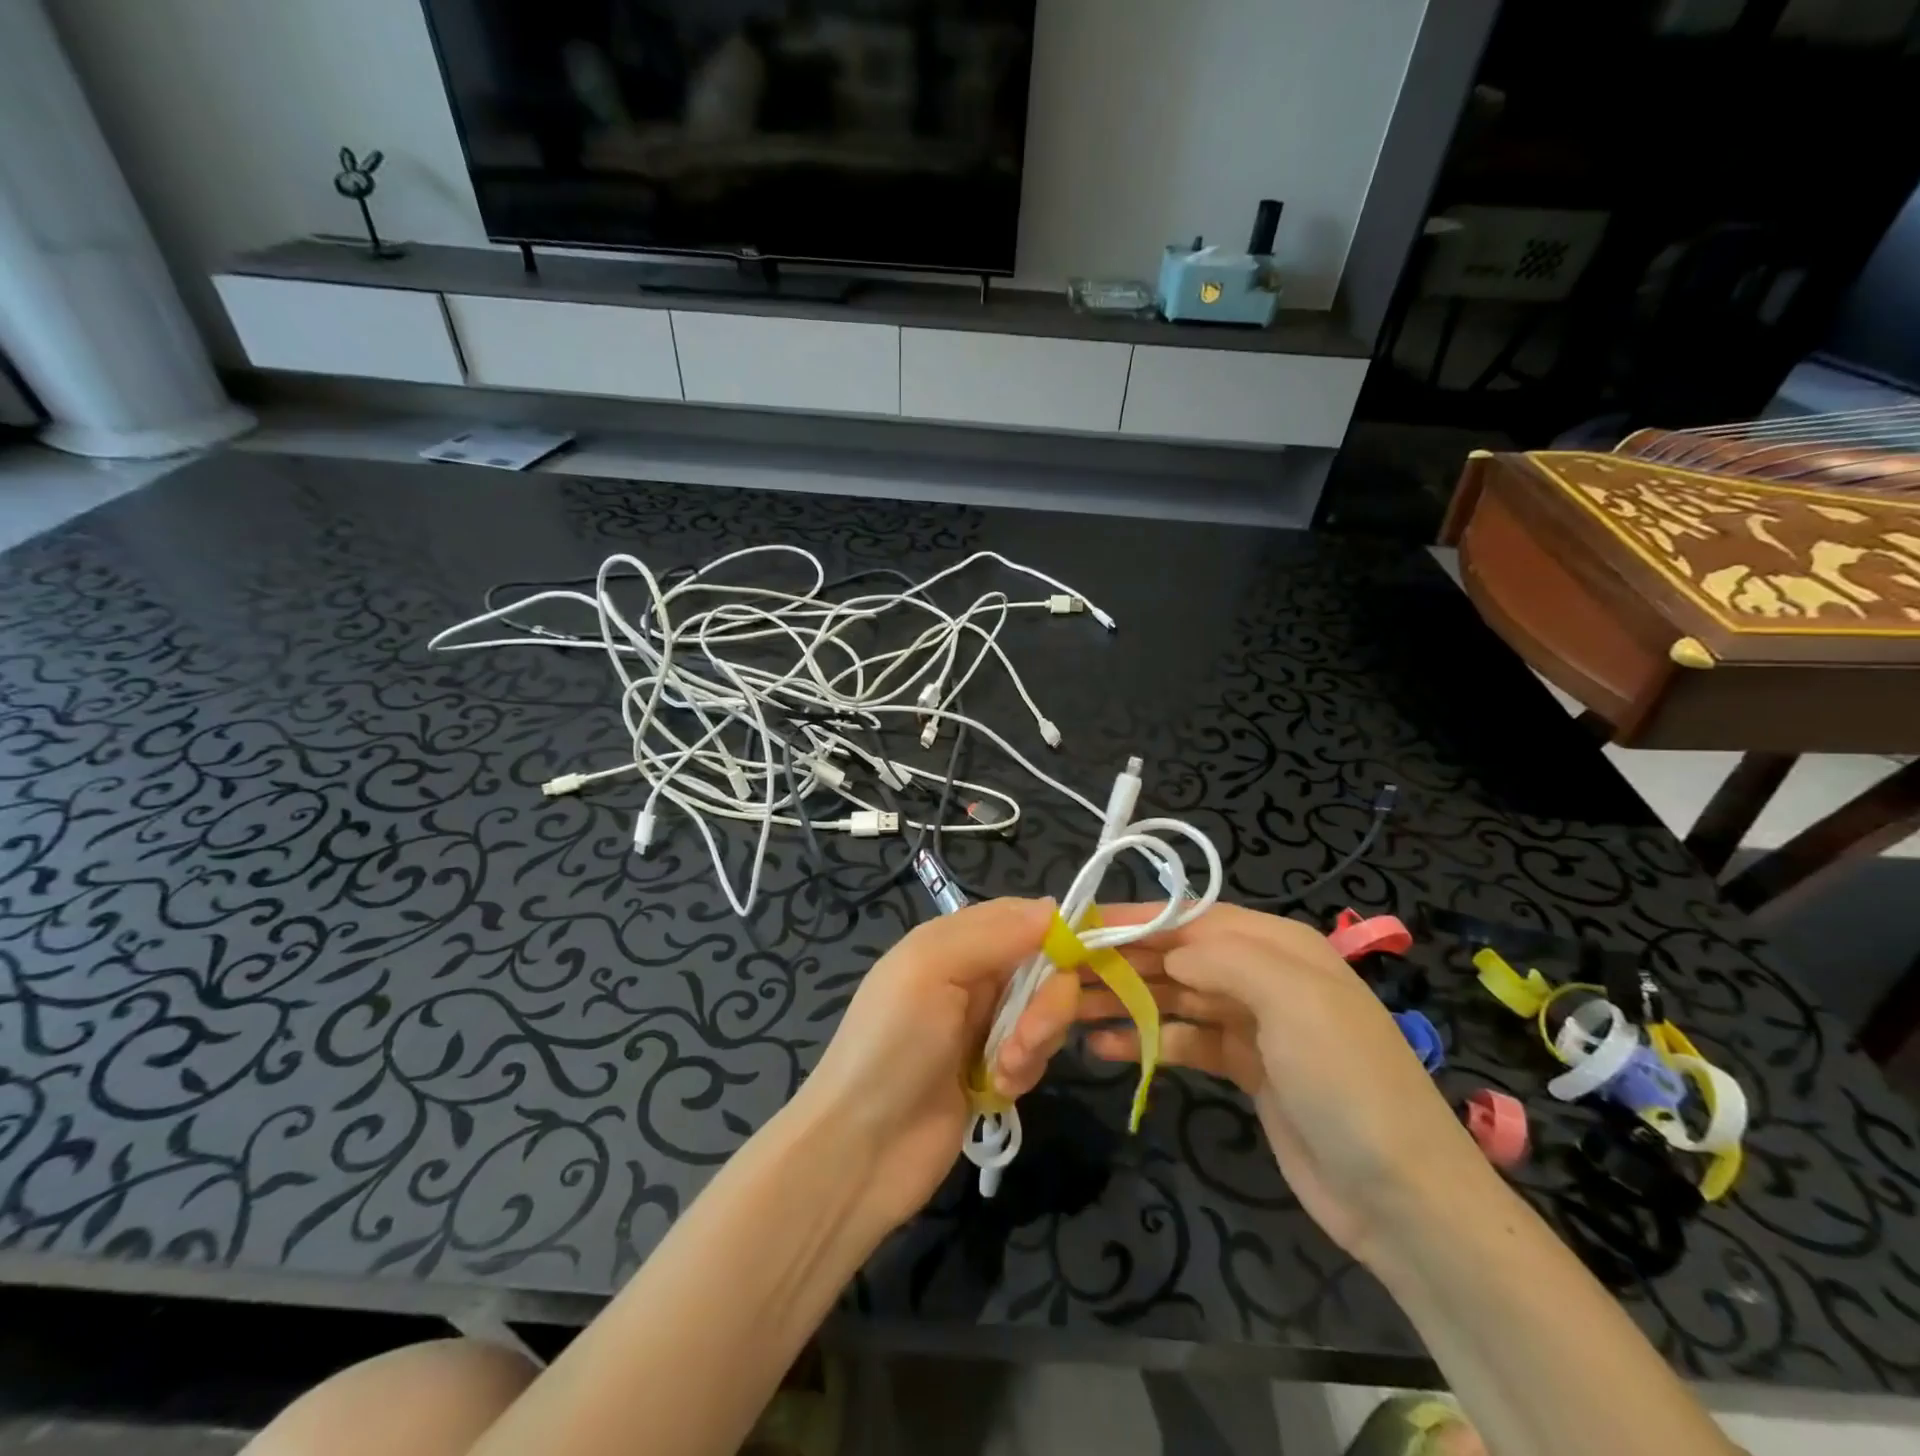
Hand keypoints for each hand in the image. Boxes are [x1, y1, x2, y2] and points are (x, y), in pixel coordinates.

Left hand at [794, 898, 1077, 1230]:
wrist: (858, 1151)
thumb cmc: (890, 1047)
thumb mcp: (930, 970)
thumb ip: (992, 934)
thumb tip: (1053, 907)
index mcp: (953, 941)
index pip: (1024, 916)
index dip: (1061, 929)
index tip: (1094, 951)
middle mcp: (971, 976)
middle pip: (1043, 966)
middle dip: (1047, 1002)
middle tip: (1025, 1038)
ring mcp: (983, 1025)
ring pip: (1045, 1012)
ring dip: (1036, 1041)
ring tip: (1003, 1073)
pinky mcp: (994, 1071)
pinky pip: (1036, 1054)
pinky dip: (1025, 1071)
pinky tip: (997, 1092)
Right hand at [1079, 903, 1492, 1265]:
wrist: (1403, 1198)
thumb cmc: (1346, 1081)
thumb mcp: (1293, 1001)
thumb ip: (1225, 958)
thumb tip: (1168, 949)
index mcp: (1277, 945)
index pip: (1191, 917)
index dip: (1134, 919)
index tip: (1079, 927)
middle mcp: (1262, 975)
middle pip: (1177, 955)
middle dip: (1121, 961)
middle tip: (1062, 973)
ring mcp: (1254, 1024)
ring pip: (1175, 997)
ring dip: (1126, 999)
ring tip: (1070, 1010)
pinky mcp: (1245, 1068)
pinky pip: (1185, 1040)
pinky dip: (1148, 1040)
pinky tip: (1108, 1048)